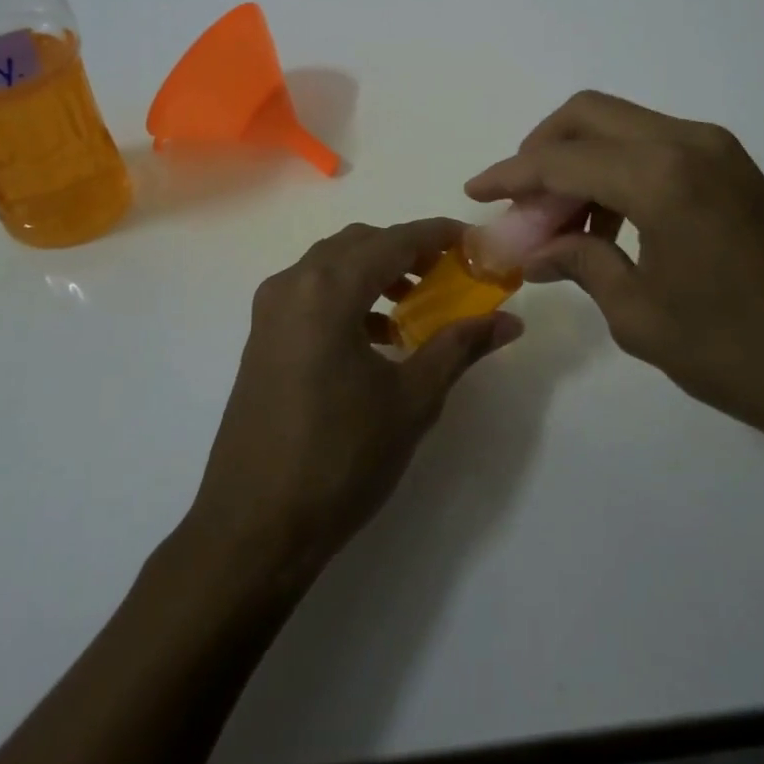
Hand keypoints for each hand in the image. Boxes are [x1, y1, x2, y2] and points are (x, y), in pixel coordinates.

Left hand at [186, 218, 521, 579]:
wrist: (253, 528)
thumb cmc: (339, 459)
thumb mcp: (411, 400)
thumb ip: (460, 347)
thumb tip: (510, 321)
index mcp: (328, 289)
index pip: (395, 240)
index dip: (439, 235)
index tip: (475, 242)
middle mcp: (293, 284)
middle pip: (360, 243)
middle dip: (407, 249)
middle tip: (449, 272)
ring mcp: (270, 310)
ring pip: (332, 265)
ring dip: (376, 271)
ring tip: (417, 302)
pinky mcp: (261, 337)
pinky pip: (312, 292)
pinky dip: (349, 296)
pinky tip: (377, 337)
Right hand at [465, 91, 763, 462]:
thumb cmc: (738, 353)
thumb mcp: (641, 316)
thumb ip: (581, 264)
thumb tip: (533, 252)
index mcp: (660, 177)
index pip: (560, 160)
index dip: (509, 174)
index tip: (474, 190)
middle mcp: (687, 143)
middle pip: (588, 114)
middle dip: (541, 149)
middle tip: (519, 201)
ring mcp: (718, 150)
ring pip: (622, 125)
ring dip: (581, 160)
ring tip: (561, 222)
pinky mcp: (735, 168)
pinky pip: (655, 145)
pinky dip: (618, 168)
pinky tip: (610, 221)